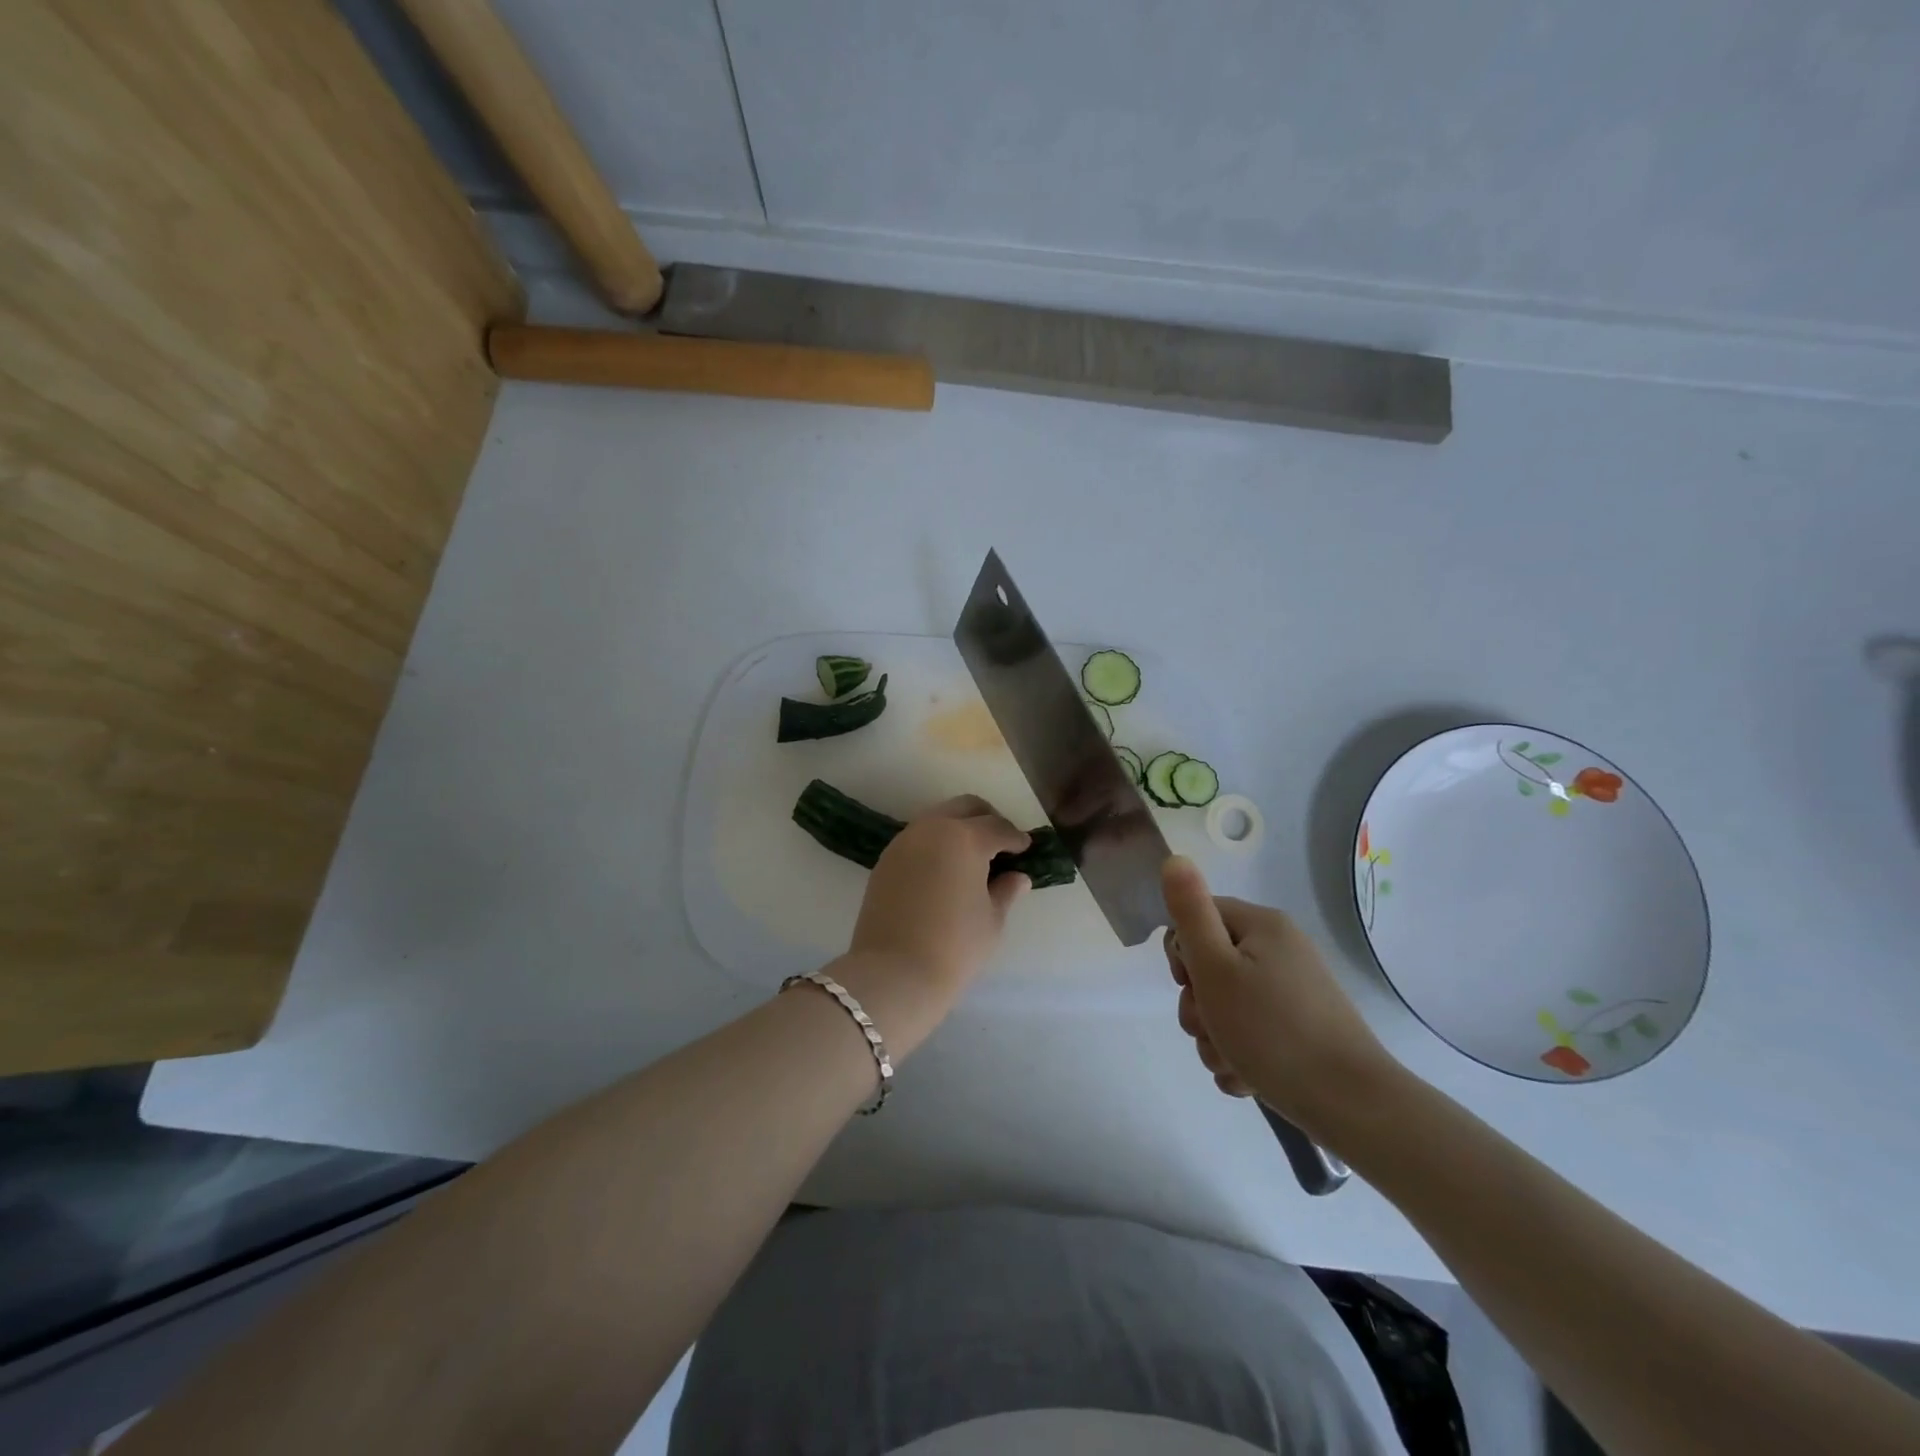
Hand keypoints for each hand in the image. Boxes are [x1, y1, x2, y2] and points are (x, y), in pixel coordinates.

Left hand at [831, 796, 1031, 1054]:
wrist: (893, 973)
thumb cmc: (954, 947)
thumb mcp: (992, 920)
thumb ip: (1006, 890)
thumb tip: (1018, 876)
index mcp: (965, 838)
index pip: (998, 828)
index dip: (1016, 838)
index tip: (1026, 848)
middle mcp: (932, 828)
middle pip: (965, 807)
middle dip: (987, 819)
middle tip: (1001, 843)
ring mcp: (904, 841)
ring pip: (938, 817)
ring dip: (959, 827)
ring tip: (973, 856)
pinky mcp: (886, 859)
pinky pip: (918, 837)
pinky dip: (936, 842)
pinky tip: (945, 867)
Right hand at [1161, 856, 1395, 1138]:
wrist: (1353, 1106)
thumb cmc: (1272, 1031)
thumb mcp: (1216, 968)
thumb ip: (1190, 912)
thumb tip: (1175, 858)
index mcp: (1262, 926)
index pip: (1198, 918)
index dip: (1183, 953)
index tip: (1191, 985)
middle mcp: (1280, 950)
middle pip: (1211, 965)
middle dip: (1199, 1004)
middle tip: (1211, 1029)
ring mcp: (1293, 991)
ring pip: (1227, 1005)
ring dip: (1215, 1037)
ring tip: (1232, 1062)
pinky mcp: (1302, 1029)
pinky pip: (1252, 1031)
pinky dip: (1241, 1054)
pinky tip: (1247, 1078)